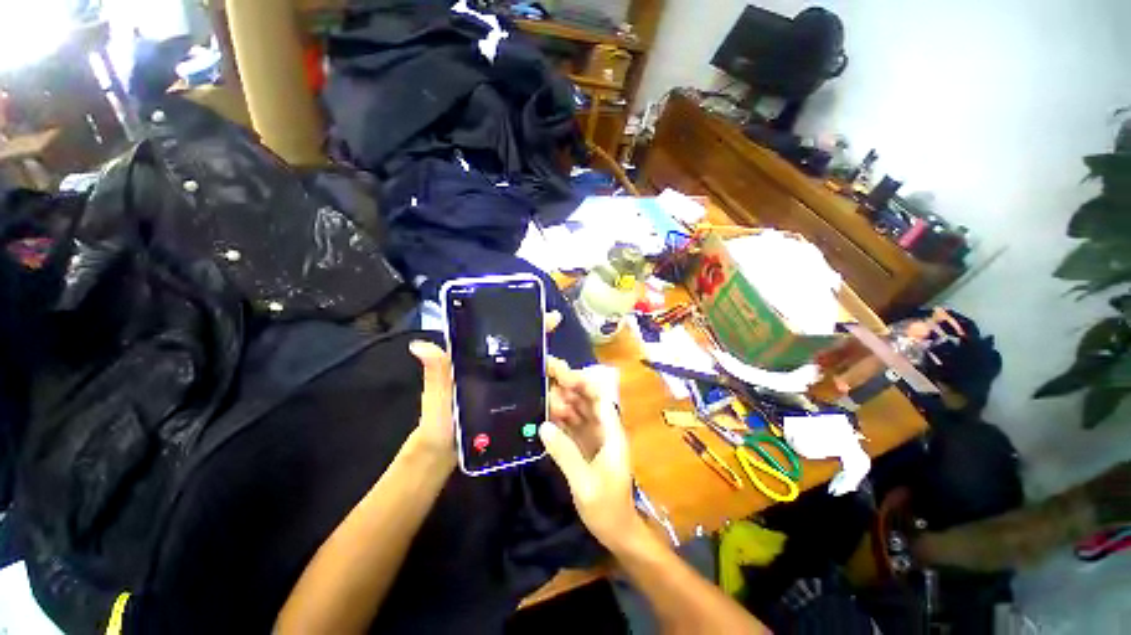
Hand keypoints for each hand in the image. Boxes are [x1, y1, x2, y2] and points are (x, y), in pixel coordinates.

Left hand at [408, 311, 562, 463]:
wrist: (444, 452)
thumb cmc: (438, 420)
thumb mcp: (437, 394)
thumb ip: (436, 371)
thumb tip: (418, 345)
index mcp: (482, 360)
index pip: (507, 337)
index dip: (530, 325)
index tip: (551, 318)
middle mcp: (500, 369)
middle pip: (530, 354)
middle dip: (550, 355)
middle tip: (562, 367)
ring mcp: (510, 387)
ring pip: (538, 374)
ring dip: (554, 376)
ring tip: (565, 387)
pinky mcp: (516, 404)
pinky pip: (537, 395)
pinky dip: (550, 395)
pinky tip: (560, 399)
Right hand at [541, 360, 639, 548]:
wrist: (617, 531)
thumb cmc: (607, 508)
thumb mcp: (584, 483)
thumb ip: (565, 454)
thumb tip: (543, 426)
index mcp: (611, 432)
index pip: (598, 397)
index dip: (581, 382)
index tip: (559, 373)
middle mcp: (604, 429)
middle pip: (587, 399)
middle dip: (568, 384)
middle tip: (544, 373)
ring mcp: (594, 436)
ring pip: (578, 409)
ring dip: (562, 399)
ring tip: (541, 390)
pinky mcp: (585, 446)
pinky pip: (572, 424)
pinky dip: (559, 417)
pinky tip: (544, 412)